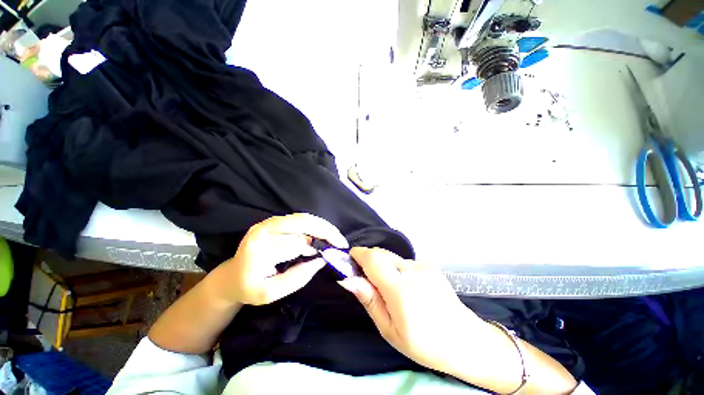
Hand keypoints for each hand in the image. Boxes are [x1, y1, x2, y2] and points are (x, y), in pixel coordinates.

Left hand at [219, 213, 347, 304]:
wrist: (232, 276)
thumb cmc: (250, 287)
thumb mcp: (271, 293)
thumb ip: (297, 278)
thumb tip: (321, 260)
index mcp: (259, 250)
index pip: (295, 243)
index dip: (316, 247)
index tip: (331, 254)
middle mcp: (263, 230)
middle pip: (301, 223)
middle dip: (324, 230)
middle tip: (340, 241)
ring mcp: (268, 223)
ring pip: (302, 218)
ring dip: (322, 225)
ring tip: (335, 236)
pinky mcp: (273, 221)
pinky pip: (299, 218)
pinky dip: (314, 224)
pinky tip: (323, 232)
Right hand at [338, 247, 484, 371]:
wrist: (464, 339)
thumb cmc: (423, 343)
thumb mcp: (389, 329)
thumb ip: (369, 300)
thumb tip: (349, 279)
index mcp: (400, 288)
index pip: (373, 259)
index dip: (358, 254)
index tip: (349, 259)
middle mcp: (411, 270)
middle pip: (381, 254)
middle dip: (368, 260)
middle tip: (366, 279)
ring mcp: (422, 265)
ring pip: (392, 257)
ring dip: (384, 267)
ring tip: (391, 290)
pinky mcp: (429, 265)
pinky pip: (404, 262)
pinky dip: (397, 269)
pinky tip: (408, 288)